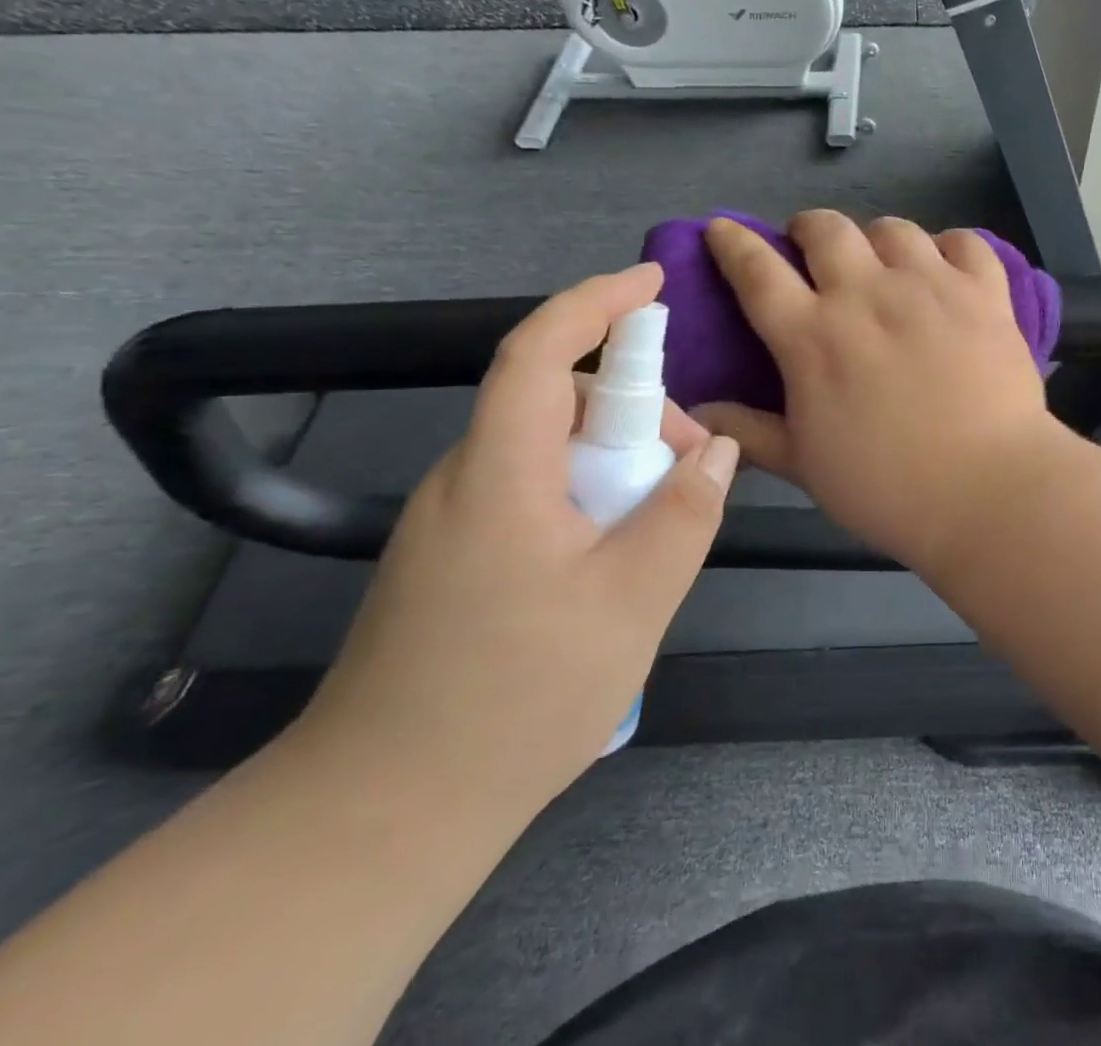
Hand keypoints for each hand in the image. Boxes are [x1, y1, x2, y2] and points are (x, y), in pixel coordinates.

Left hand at [298, 266, 739, 813]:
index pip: (539, 350)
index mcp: (500, 472)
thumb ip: (684, 513)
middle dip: (634, 410)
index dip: (595, 302)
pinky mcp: (454, 558)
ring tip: (661, 524)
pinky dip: (589, 494)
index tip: (653, 284)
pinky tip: (617, 557)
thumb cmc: (516, 698)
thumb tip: (717, 449)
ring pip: (548, 450)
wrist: (383, 815)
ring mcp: (453, 521)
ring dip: (615, 460)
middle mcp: (466, 479)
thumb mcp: (632, 601)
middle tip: (691, 466)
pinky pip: (534, 491)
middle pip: (555, 400)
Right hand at [694, 211, 1060, 566]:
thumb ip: (750, 431)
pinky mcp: (984, 292)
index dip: (733, 243)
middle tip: (813, 252)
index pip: (757, 271)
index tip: (723, 229)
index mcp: (813, 335)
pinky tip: (946, 269)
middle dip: (809, 230)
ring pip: (893, 229)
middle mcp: (866, 294)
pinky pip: (964, 242)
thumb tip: (698, 410)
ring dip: (877, 239)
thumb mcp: (805, 465)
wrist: (987, 490)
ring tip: (882, 263)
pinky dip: (949, 247)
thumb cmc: (886, 486)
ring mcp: (930, 286)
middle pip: (826, 229)